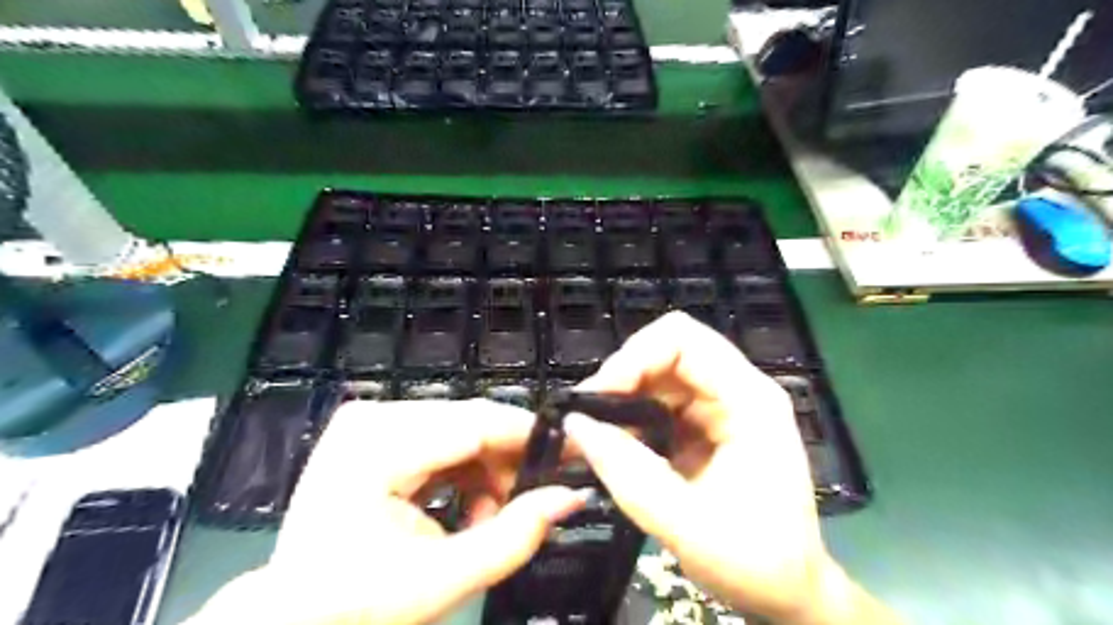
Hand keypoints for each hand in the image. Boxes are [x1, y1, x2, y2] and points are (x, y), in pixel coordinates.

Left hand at [188, 400, 589, 623]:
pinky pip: (440, 436)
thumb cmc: (356, 607)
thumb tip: (572, 496)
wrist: (290, 618)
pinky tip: (465, 506)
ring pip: (460, 427)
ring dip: (487, 468)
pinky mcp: (373, 430)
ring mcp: (369, 419)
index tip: (573, 451)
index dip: (530, 435)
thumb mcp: (443, 581)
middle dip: (507, 461)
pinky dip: (464, 469)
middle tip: (529, 502)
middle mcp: (372, 417)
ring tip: (488, 517)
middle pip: (469, 421)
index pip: (475, 422)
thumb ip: (514, 536)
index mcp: (377, 447)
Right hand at [566, 316, 892, 624]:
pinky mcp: (705, 423)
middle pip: (668, 349)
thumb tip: (575, 425)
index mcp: (749, 400)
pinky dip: (630, 414)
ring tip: (592, 431)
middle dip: (622, 375)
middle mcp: (736, 390)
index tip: (599, 396)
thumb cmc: (754, 563)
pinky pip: (658, 399)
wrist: (787, 592)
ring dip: (622, 395)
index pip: (684, 340)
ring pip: (658, 372)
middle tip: (588, 415)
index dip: (635, 356)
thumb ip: (628, 473)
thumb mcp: (685, 524)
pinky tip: (614, 441)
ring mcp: (721, 405)